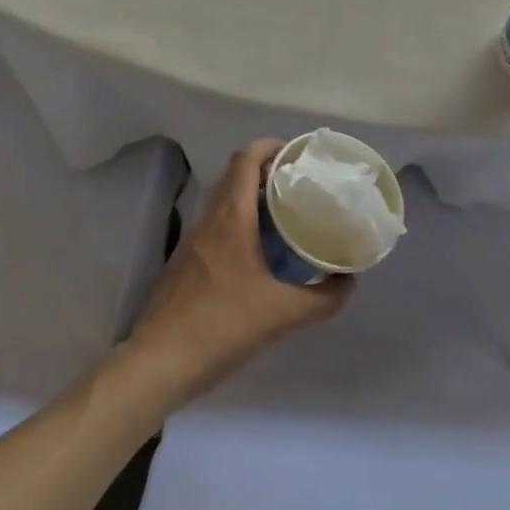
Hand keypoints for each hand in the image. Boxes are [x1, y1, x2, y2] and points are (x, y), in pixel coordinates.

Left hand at [125, 140, 352, 406]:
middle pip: (236, 175)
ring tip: (288, 214)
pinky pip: (218, 225)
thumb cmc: (222, 326)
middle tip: (301, 184)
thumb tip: (349, 281)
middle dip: (268, 171)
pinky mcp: (186, 261)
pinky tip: (261, 252)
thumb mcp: (283, 314)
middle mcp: (210, 220)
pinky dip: (241, 222)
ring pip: (226, 201)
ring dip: (254, 198)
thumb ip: (323, 298)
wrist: (159, 362)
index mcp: (231, 218)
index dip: (270, 146)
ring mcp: (194, 240)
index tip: (297, 154)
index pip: (245, 159)